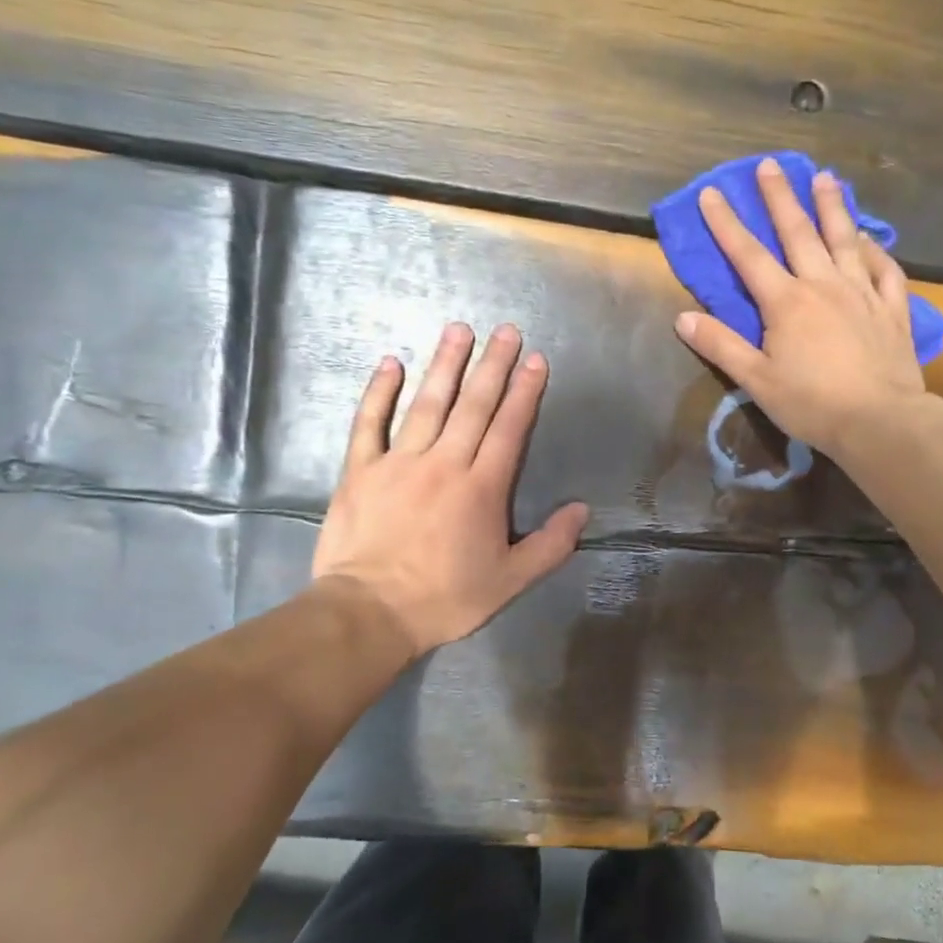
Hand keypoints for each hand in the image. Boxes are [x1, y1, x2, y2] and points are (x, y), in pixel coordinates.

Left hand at [313, 322, 588, 659]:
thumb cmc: (445, 598)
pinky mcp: (360, 470)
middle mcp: (444, 463)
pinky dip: (379, 392)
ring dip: (445, 365)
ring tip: (458, 330)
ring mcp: (399, 462)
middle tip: (505, 330)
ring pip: (427, 404)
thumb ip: (550, 545)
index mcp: (482, 488)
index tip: (534, 359)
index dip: (525, 392)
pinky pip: (369, 423)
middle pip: (473, 405)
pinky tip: (390, 363)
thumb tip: (581, 510)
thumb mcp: (510, 581)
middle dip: (493, 365)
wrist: (370, 612)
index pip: (509, 428)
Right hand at [673, 158, 933, 453]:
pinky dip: (876, 250)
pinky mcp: (891, 309)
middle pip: (798, 233)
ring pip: (845, 240)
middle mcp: (823, 285)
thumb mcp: (756, 380)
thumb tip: (682, 318)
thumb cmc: (812, 403)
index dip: (726, 224)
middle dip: (780, 197)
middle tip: (770, 165)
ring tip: (825, 178)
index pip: (748, 255)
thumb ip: (721, 346)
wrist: (880, 421)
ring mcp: (862, 293)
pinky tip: (870, 238)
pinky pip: (885, 270)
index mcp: (786, 302)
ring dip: (832, 206)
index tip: (711, 192)